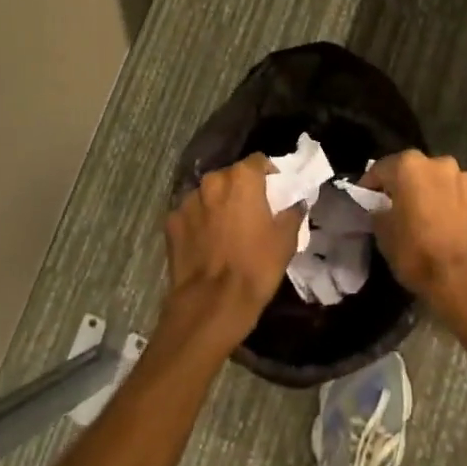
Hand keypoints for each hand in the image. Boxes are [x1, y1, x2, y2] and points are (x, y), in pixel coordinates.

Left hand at [160, 154, 300, 353]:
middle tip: (250, 213)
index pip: (258, 161)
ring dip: (217, 205)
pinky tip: (205, 244)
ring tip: (225, 230)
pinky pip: (190, 216)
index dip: (267, 174)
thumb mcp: (286, 240)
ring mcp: (188, 201)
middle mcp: (212, 181)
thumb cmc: (256, 267)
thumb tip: (295, 202)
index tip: (273, 192)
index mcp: (242, 178)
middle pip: (230, 176)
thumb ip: (292, 212)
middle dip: (240, 190)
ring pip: (208, 195)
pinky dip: (198, 223)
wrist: (212, 304)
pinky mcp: (171, 222)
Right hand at [365, 150, 466, 311]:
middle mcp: (440, 164)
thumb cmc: (417, 252)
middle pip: (415, 172)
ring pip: (441, 183)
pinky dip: (454, 208)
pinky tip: (450, 229)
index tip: (366, 200)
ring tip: (428, 219)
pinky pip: (461, 199)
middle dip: (406, 186)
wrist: (465, 280)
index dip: (370, 185)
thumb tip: (382, 208)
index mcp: (410, 166)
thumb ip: (379, 211)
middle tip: (398, 209)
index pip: (381, 169)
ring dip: (433, 195)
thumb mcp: (383, 233)